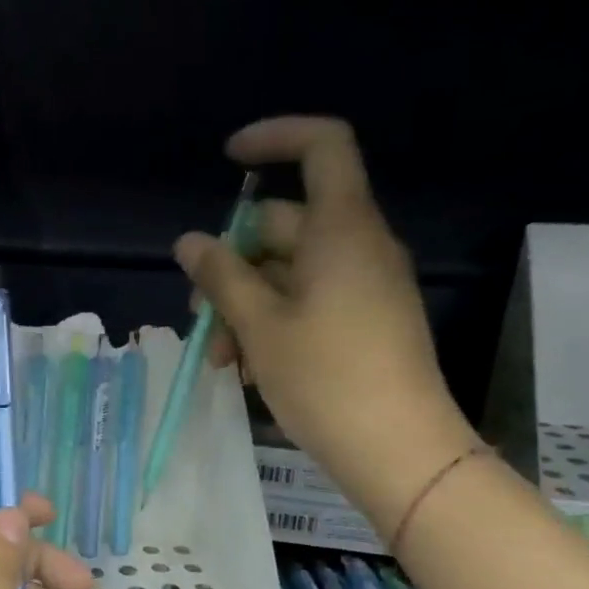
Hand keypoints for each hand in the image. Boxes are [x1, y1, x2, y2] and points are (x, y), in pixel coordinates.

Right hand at [175, 116, 477, 538]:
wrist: (398, 449)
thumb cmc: (325, 378)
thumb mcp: (259, 325)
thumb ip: (221, 276)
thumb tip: (189, 241)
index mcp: (341, 229)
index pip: (322, 146)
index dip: (275, 138)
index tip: (227, 160)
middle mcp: (357, 246)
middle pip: (284, 225)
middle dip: (231, 264)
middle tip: (199, 314)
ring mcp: (364, 286)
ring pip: (288, 272)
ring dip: (244, 305)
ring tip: (220, 359)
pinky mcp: (364, 322)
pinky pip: (307, 301)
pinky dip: (271, 322)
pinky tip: (248, 368)